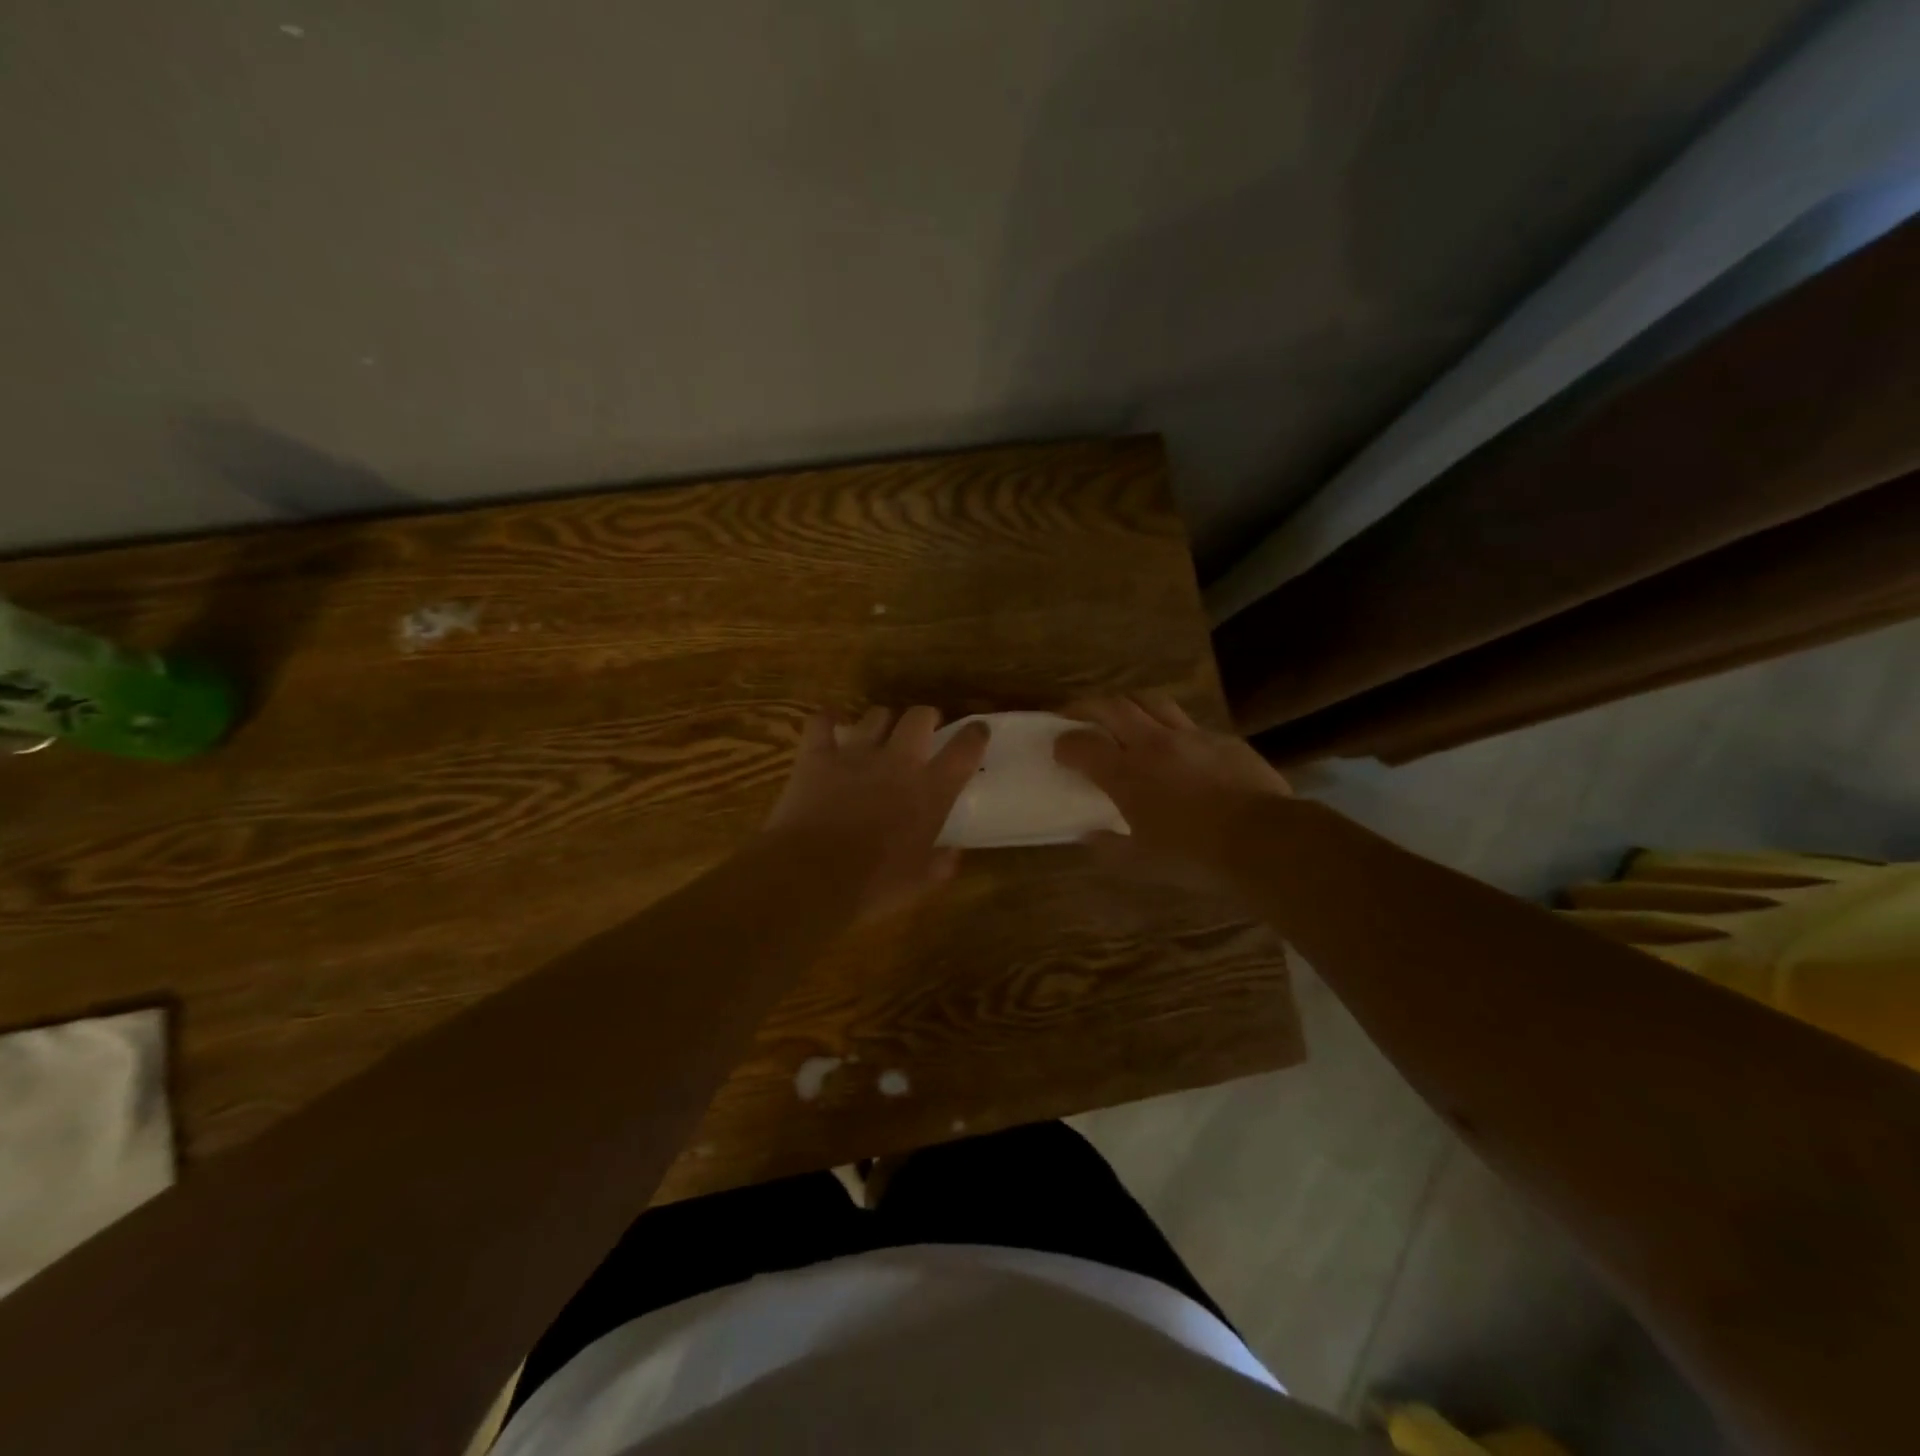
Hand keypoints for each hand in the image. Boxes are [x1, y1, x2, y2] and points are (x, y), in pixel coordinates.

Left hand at [762, 706, 990, 919]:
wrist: (812, 876)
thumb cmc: (873, 884)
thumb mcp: (919, 883)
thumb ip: (941, 864)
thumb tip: (953, 854)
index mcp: (930, 791)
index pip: (965, 749)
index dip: (974, 734)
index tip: (977, 730)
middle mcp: (898, 761)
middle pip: (919, 717)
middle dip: (926, 718)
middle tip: (924, 730)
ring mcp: (856, 753)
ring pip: (876, 715)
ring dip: (882, 722)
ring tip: (879, 734)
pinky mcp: (817, 755)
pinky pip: (821, 721)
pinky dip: (826, 720)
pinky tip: (829, 724)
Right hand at [1053, 694, 1289, 881]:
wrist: (1265, 841)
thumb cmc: (1195, 856)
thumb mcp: (1142, 864)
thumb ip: (1109, 848)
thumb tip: (1090, 836)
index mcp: (1126, 773)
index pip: (1082, 744)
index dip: (1065, 743)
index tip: (1058, 748)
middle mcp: (1153, 744)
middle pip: (1112, 706)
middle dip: (1086, 706)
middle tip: (1076, 715)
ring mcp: (1191, 736)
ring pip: (1151, 701)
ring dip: (1129, 704)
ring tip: (1122, 716)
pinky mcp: (1223, 739)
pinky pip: (1189, 724)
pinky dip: (1171, 728)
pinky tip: (1176, 747)